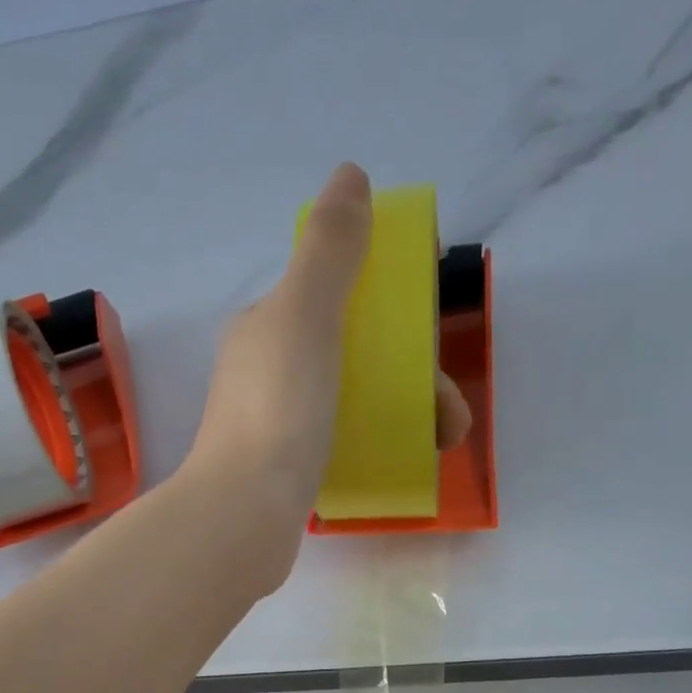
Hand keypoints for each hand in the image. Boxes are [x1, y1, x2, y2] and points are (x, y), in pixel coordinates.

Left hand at [182, 163, 473, 586]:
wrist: (242, 515)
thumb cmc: (278, 409)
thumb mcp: (304, 314)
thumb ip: (329, 248)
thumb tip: (350, 177)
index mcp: (269, 324)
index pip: (340, 288)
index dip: (392, 290)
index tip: (434, 313)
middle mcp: (270, 368)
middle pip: (357, 348)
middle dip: (415, 367)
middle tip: (449, 406)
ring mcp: (278, 422)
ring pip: (357, 397)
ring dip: (410, 408)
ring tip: (446, 438)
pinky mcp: (289, 468)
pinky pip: (346, 439)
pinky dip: (383, 441)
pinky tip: (410, 459)